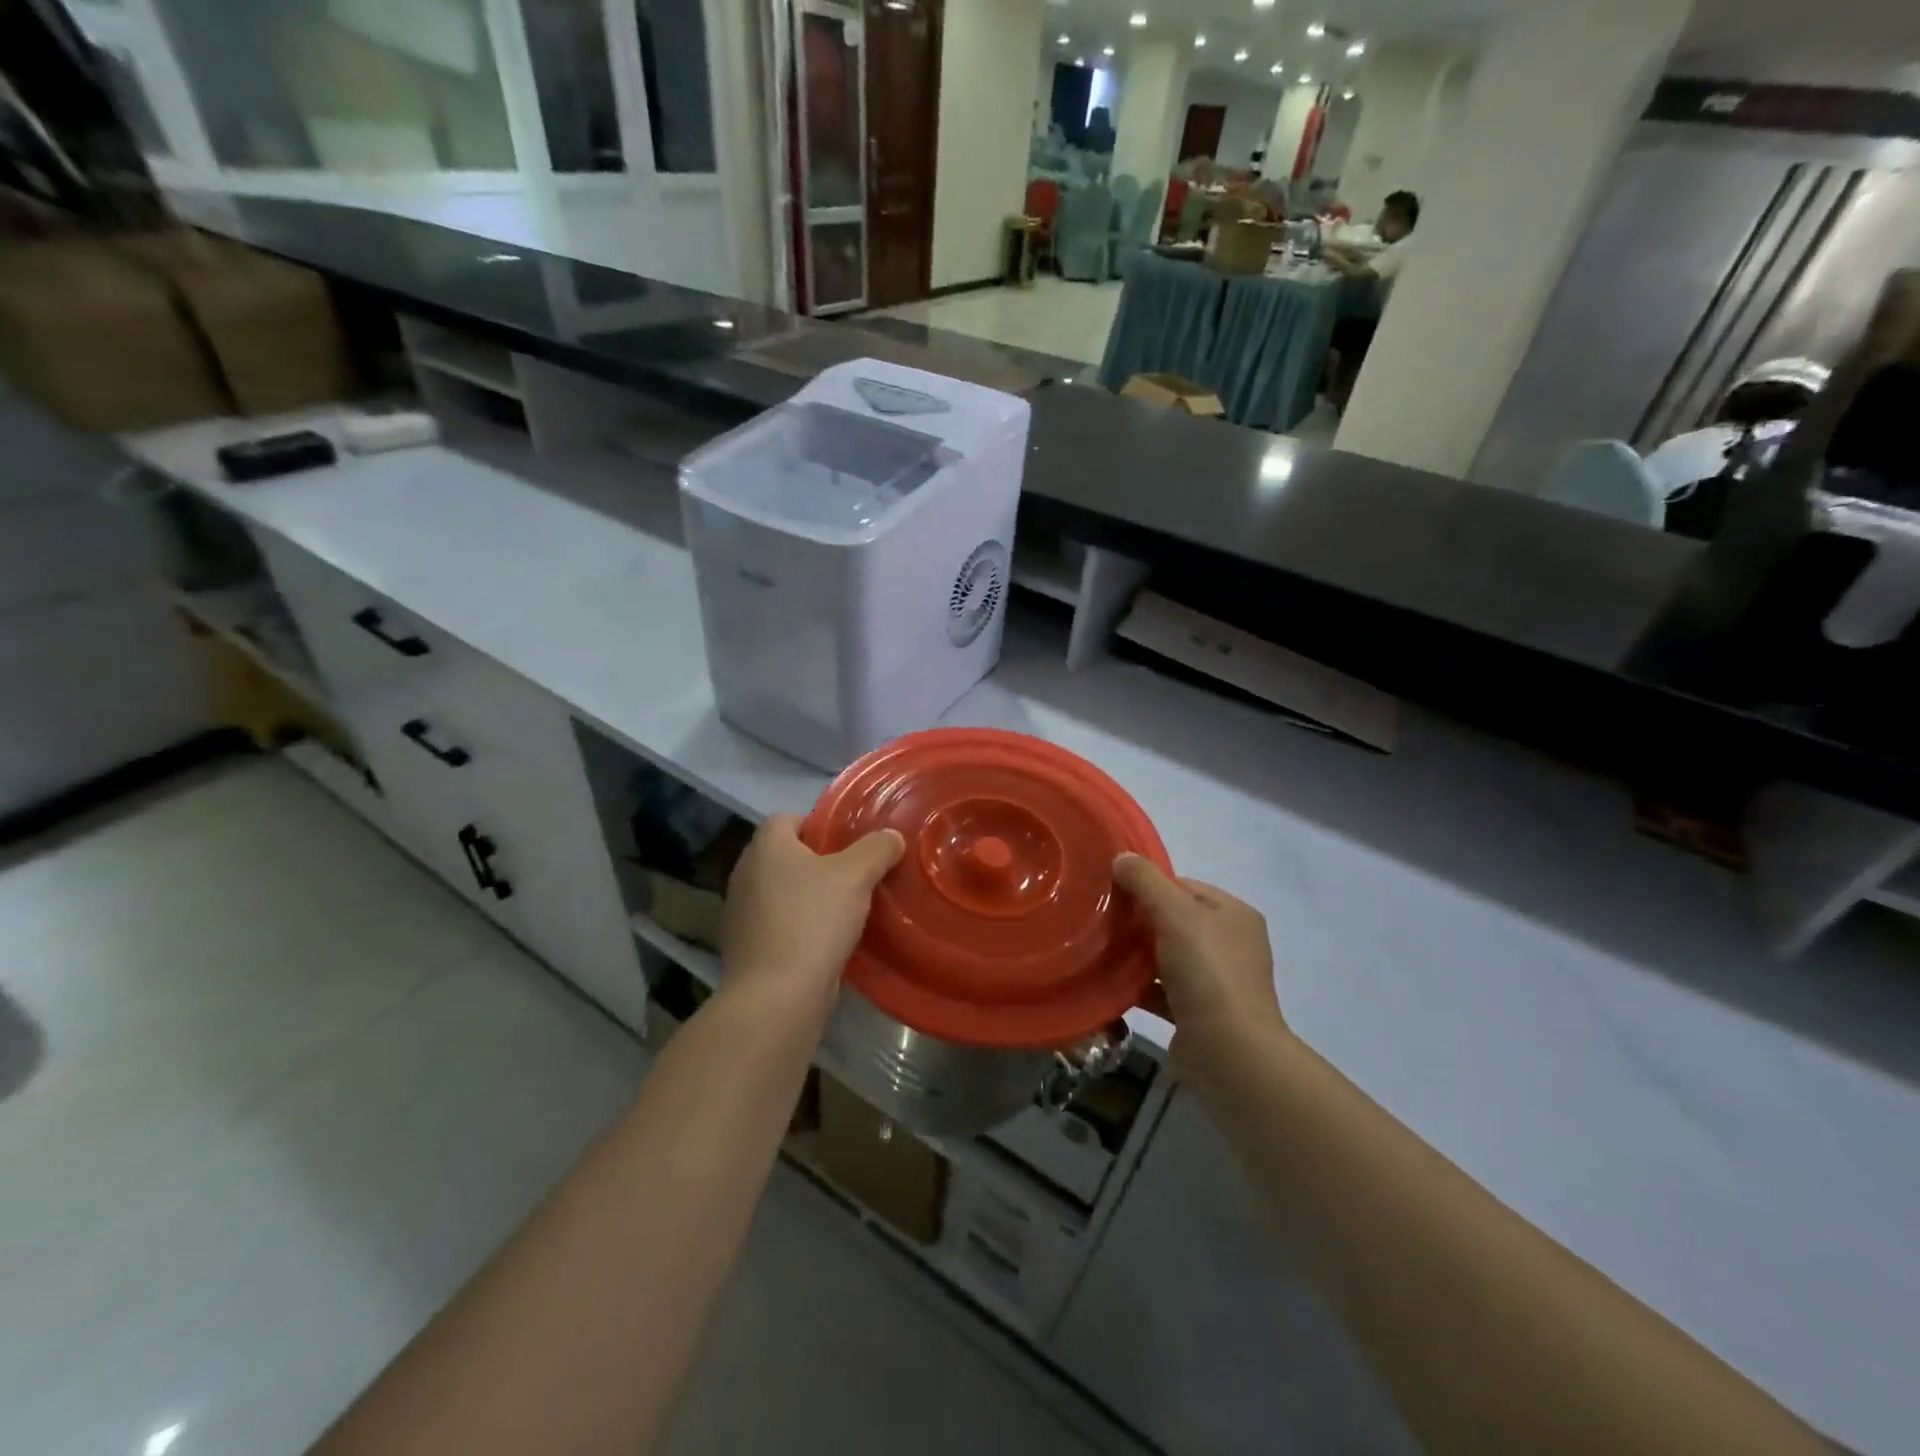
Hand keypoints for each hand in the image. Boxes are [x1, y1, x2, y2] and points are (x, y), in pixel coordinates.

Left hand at [720, 815, 903, 1012]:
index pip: (788, 818)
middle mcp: (745, 874)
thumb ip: (876, 849)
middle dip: (819, 863)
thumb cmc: (813, 920)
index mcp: (765, 847)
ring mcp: (741, 914)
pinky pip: (779, 925)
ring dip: (809, 897)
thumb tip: (892, 837)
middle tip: (856, 874)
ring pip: (783, 892)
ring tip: (847, 909)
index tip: (849, 843)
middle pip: (786, 856)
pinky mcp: (747, 949)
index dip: (819, 825)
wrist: (776, 996)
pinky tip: (828, 942)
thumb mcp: (856, 876)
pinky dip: (800, 927)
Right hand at [1113, 855, 1284, 1066]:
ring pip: (1166, 956)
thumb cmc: (1207, 972)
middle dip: (1138, 920)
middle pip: (1174, 920)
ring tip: (1097, 949)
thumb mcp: (1175, 913)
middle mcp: (1230, 944)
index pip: (1184, 886)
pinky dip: (1138, 986)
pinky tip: (1108, 983)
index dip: (1148, 886)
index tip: (1111, 892)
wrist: (1229, 1054)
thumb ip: (1145, 881)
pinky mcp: (1199, 1015)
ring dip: (1135, 954)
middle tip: (1099, 919)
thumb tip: (1121, 857)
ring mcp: (1217, 982)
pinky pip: (1161, 990)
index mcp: (1234, 914)